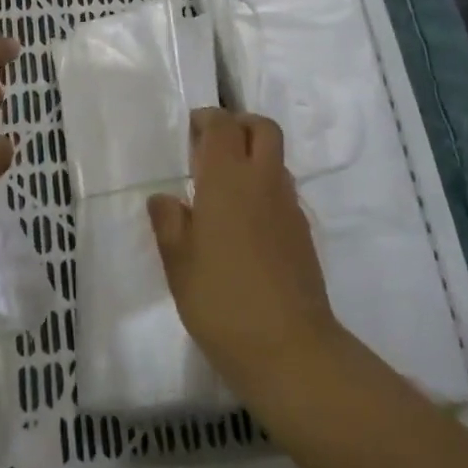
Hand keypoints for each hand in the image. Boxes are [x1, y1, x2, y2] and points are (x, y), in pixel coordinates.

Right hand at [148, 109, 338, 396]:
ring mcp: (288, 207)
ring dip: (253, 156)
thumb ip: (169, 224)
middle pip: (262, 129)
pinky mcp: (302, 232)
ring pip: (276, 159)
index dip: (207, 119)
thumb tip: (164, 199)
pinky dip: (264, 188)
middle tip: (212, 147)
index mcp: (227, 180)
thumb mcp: (179, 264)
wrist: (290, 348)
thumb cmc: (222, 301)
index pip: (223, 126)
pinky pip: (282, 191)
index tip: (190, 132)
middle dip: (239, 125)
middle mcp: (263, 182)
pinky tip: (244, 223)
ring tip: (224, 188)